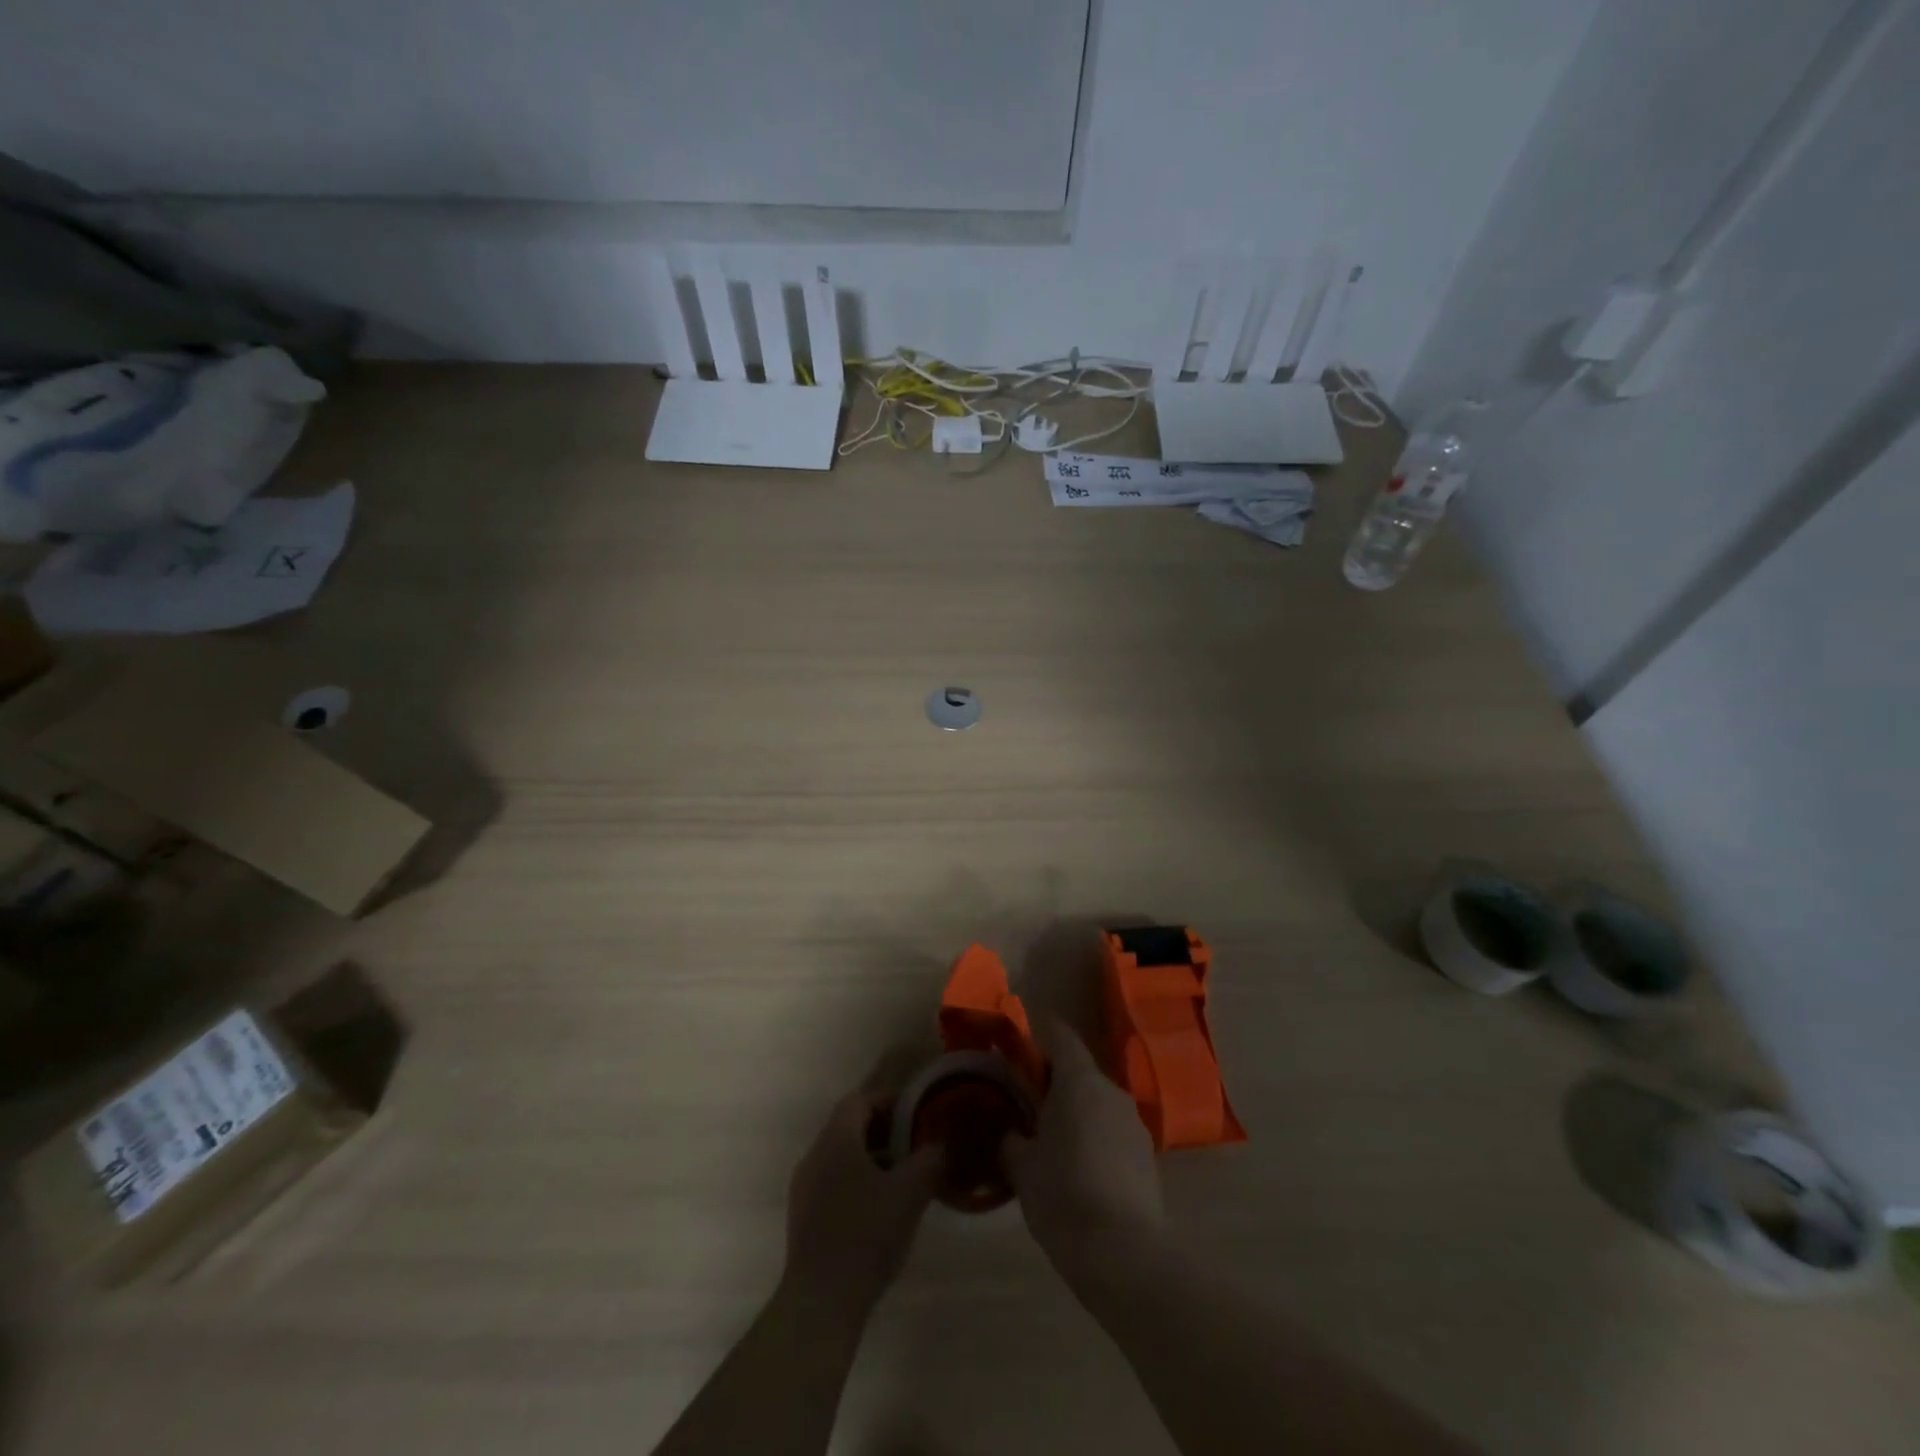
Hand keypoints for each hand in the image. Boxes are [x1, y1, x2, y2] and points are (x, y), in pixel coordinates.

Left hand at [783, 1085, 939, 1316]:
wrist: (821, 1303)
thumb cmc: (866, 1234)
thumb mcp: (910, 1192)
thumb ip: (931, 1160)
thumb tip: (944, 1144)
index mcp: (835, 1139)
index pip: (859, 1100)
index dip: (888, 1100)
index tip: (916, 1112)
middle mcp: (814, 1155)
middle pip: (849, 1126)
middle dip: (884, 1130)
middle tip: (915, 1143)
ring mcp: (804, 1189)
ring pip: (841, 1156)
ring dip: (872, 1158)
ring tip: (904, 1177)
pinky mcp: (804, 1218)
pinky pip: (833, 1182)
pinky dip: (858, 1182)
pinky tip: (881, 1208)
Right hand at [1004, 1021, 1165, 1272]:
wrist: (1126, 1257)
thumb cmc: (1065, 1197)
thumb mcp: (1022, 1167)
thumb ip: (1011, 1138)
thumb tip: (1011, 1130)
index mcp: (1079, 1080)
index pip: (1060, 1036)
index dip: (1038, 1035)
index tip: (1017, 1047)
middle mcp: (1111, 1091)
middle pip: (1078, 1071)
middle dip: (1052, 1082)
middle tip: (1024, 1104)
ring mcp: (1134, 1123)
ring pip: (1096, 1103)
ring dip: (1074, 1112)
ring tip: (1049, 1142)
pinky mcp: (1146, 1156)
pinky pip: (1111, 1131)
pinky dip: (1093, 1138)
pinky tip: (1077, 1171)